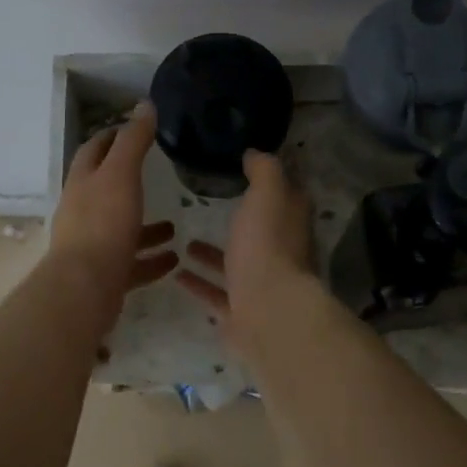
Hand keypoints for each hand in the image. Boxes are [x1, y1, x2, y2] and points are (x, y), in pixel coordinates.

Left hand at [48, 102, 177, 329]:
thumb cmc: (103, 224)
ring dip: (146, 227)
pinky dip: (152, 260)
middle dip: (129, 182)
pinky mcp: (106, 276)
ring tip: (175, 225)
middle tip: (157, 175)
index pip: (93, 151)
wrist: (85, 287)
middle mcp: (83, 213)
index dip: (110, 136)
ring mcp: (93, 246)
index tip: (131, 128)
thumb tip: (144, 105)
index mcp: (83, 184)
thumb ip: (133, 141)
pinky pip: (133, 264)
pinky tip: (174, 258)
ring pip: (122, 231)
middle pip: (105, 191)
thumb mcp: (121, 174)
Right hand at [175, 150, 315, 351]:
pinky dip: (198, 283)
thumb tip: (255, 153)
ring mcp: (260, 286)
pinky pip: (216, 294)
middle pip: (260, 233)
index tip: (244, 169)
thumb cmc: (267, 247)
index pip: (286, 196)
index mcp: (290, 224)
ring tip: (183, 241)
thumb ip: (263, 171)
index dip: (269, 182)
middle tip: (207, 207)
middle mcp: (280, 254)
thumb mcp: (267, 194)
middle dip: (239, 222)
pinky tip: (176, 273)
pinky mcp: (240, 313)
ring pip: (235, 266)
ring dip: (212, 255)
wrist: (267, 313)